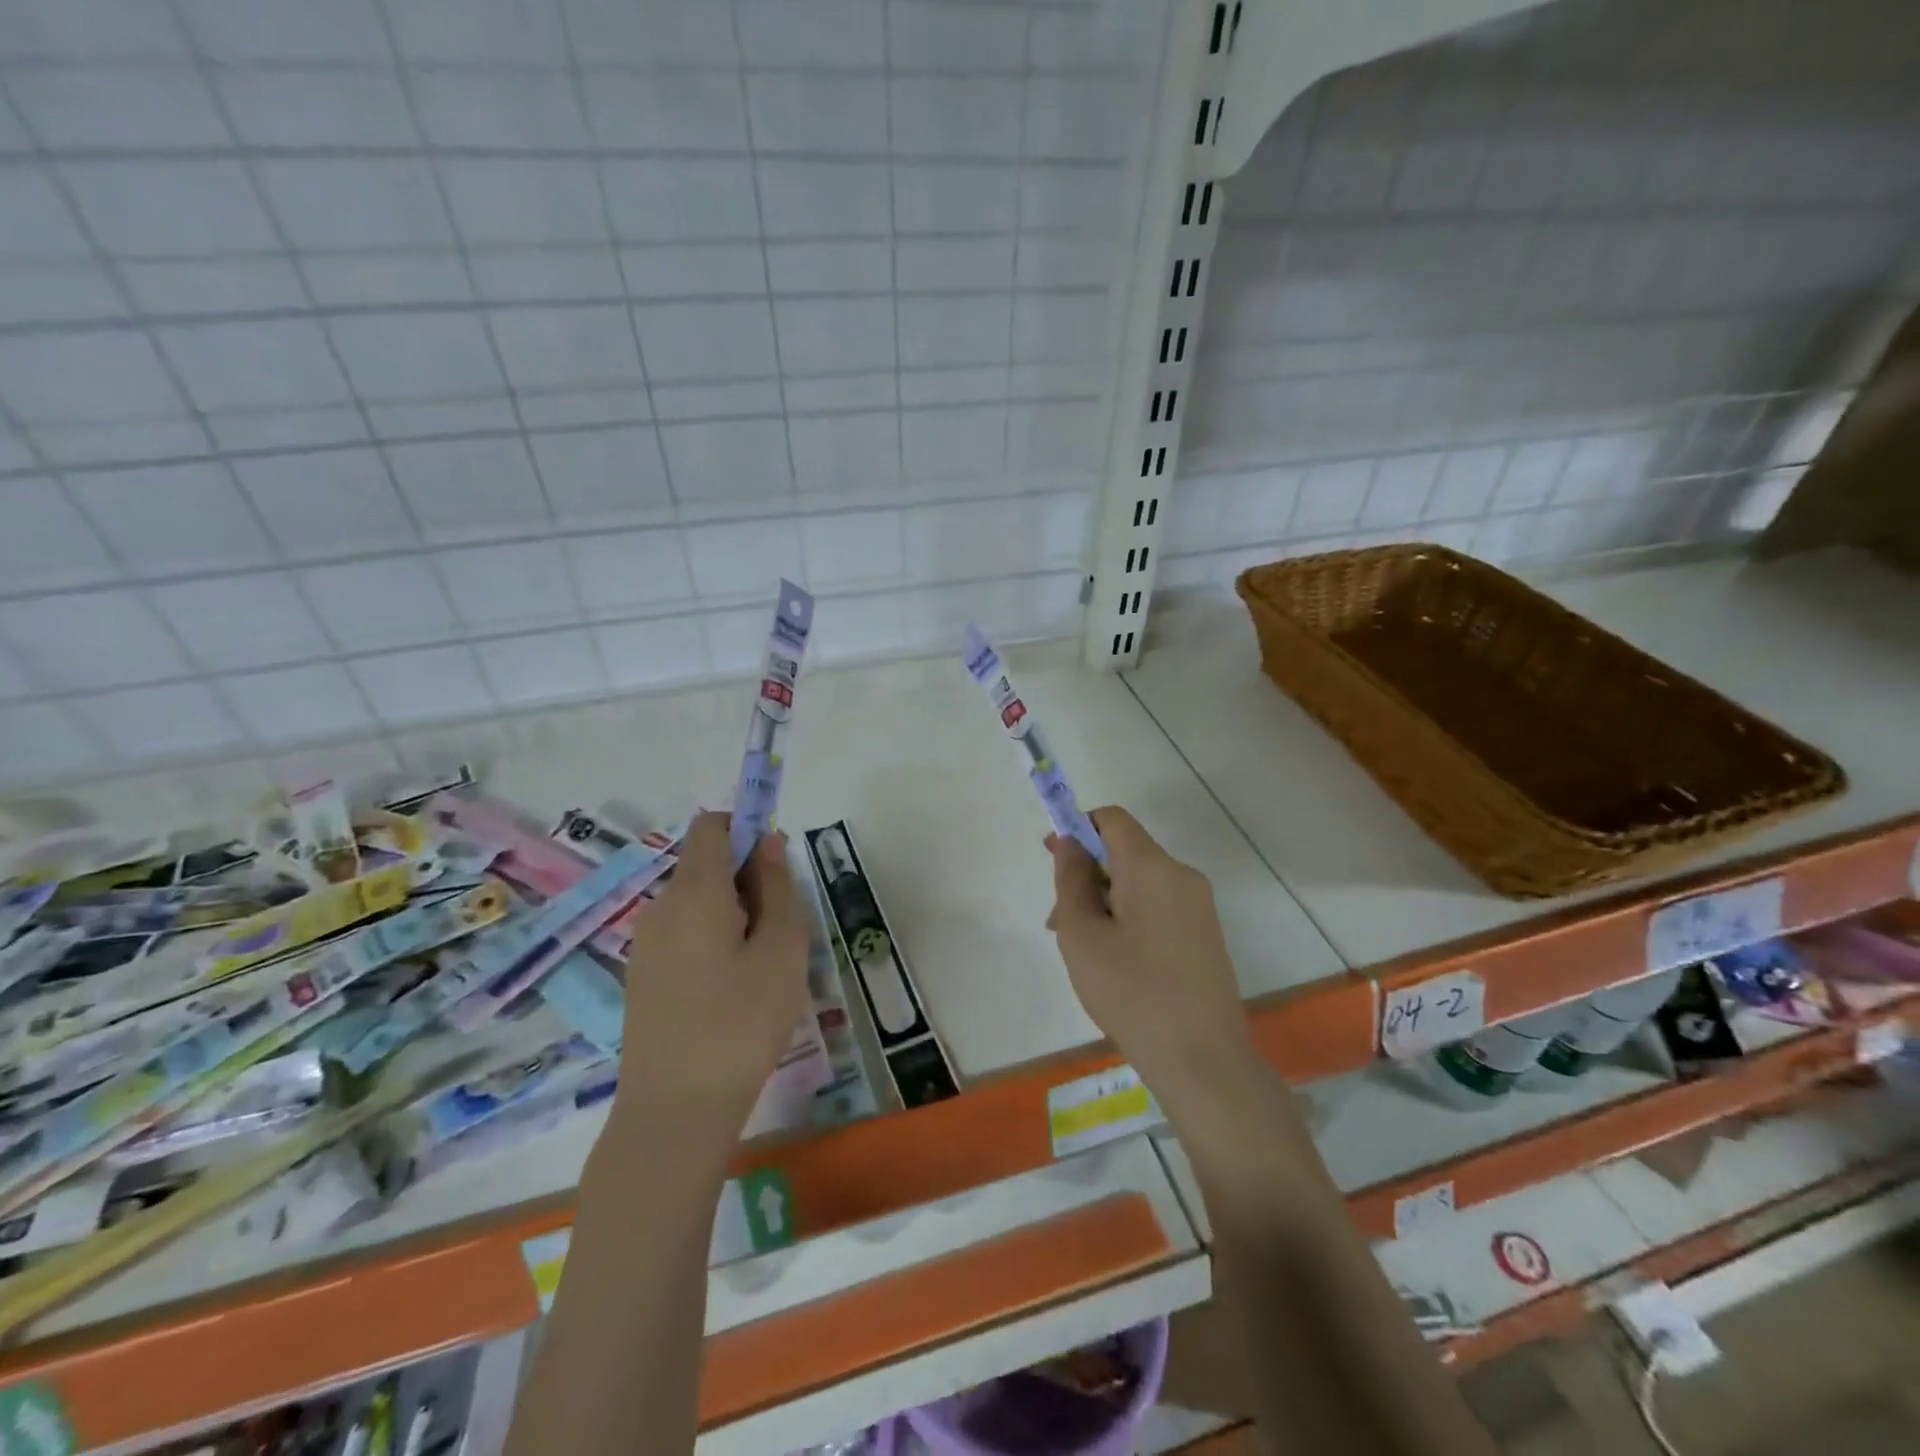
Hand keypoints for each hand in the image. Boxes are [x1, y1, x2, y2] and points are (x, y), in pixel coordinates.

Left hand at [617, 813, 810, 1140]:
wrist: (673, 1114)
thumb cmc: (741, 1024)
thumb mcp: (782, 950)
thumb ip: (777, 886)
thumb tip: (768, 842)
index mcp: (694, 892)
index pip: (712, 826)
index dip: (747, 828)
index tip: (777, 865)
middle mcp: (661, 908)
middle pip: (706, 865)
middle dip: (748, 880)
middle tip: (782, 931)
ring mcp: (645, 945)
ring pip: (698, 903)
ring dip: (735, 914)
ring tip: (763, 968)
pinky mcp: (642, 977)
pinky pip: (684, 934)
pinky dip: (713, 940)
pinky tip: (733, 991)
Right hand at [1048, 807, 1253, 1106]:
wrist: (1203, 1060)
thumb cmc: (1131, 992)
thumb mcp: (1082, 934)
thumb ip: (1071, 879)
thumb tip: (1072, 843)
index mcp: (1152, 867)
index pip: (1112, 819)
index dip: (1078, 828)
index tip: (1053, 860)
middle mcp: (1182, 875)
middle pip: (1125, 852)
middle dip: (1086, 875)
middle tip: (1059, 923)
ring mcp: (1199, 907)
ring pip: (1139, 883)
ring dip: (1104, 901)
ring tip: (1082, 951)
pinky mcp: (1206, 935)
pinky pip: (1158, 907)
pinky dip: (1129, 918)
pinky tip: (1115, 963)